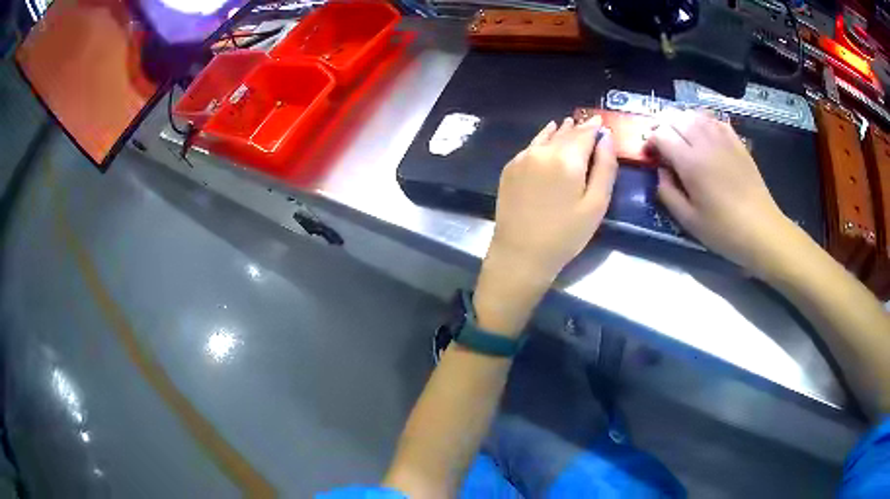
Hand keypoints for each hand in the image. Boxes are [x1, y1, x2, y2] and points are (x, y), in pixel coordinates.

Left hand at [488, 116, 619, 279]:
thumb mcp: (596, 204)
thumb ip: (605, 167)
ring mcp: (522, 158)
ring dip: (560, 131)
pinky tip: (546, 140)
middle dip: (579, 128)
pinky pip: (531, 146)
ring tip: (568, 124)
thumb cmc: (565, 234)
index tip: (602, 122)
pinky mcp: (510, 168)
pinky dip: (542, 140)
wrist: (520, 253)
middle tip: (589, 122)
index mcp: (567, 158)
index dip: (595, 127)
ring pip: (546, 137)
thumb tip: (607, 138)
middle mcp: (542, 151)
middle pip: (565, 133)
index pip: (585, 133)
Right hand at [647, 110, 800, 275]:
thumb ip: (667, 193)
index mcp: (690, 162)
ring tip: (681, 138)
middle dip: (663, 127)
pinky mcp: (737, 142)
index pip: (661, 134)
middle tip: (662, 145)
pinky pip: (715, 120)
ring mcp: (723, 139)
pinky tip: (703, 135)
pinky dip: (703, 121)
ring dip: (682, 121)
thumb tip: (660, 172)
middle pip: (676, 117)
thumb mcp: (688, 220)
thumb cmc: (723, 230)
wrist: (761, 229)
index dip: (650, 141)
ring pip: (695, 114)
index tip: (650, 155)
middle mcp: (705, 142)